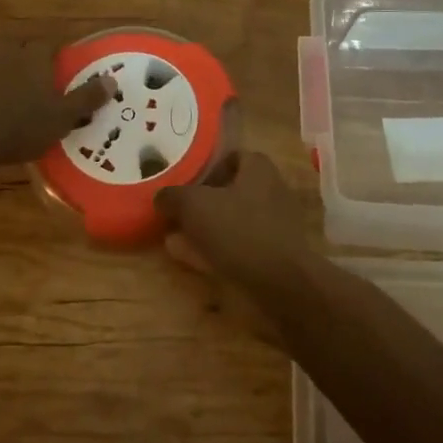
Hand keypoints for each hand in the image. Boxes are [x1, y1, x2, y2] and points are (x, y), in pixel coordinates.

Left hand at [0, 43, 114, 172]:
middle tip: (33, 71)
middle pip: (17, 45)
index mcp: (33, 59)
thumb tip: (112, 79)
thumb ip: (87, 98)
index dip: (56, 53)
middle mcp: (4, 55)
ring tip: (1, 68)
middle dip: (25, 54)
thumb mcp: (61, 117)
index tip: (61, 63)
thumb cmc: (18, 128)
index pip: (48, 45)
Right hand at [154, 149, 311, 292]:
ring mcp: (275, 225)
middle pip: (230, 192)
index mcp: (258, 168)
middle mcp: (271, 191)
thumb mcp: (194, 206)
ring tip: (176, 242)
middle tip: (176, 218)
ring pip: (232, 222)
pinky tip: (194, 262)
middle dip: (201, 205)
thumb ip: (173, 197)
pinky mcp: (274, 256)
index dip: (206, 171)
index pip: (230, 158)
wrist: (282, 284)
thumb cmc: (239, 230)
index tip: (185, 188)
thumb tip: (161, 197)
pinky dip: (217, 251)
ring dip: (205, 231)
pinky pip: (240, 247)